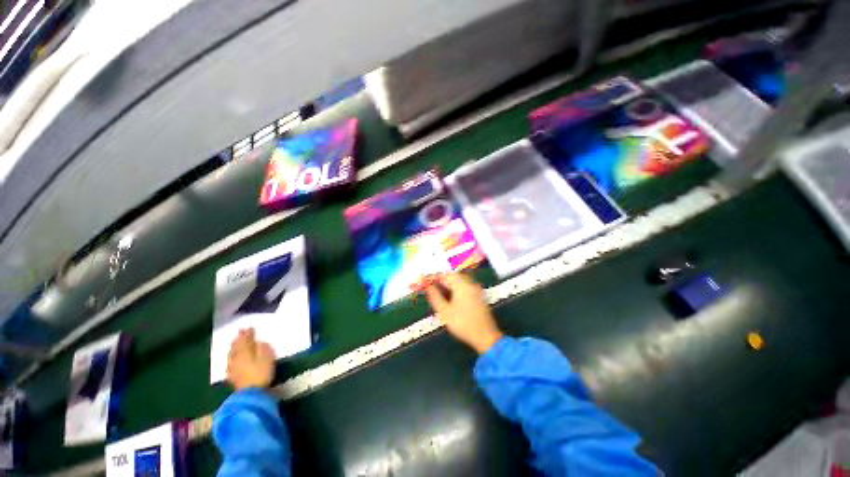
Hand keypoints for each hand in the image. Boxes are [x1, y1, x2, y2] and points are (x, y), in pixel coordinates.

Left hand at [226, 328, 275, 390]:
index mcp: (245, 352)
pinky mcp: (232, 376)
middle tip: (240, 331)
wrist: (250, 393)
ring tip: (235, 342)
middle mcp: (236, 358)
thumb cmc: (261, 373)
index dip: (248, 333)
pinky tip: (231, 359)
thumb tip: (257, 342)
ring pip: (231, 354)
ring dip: (233, 347)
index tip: (249, 327)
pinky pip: (229, 362)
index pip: (246, 340)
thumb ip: (262, 348)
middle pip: (236, 346)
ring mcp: (232, 367)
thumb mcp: (267, 357)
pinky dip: (231, 357)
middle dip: (238, 338)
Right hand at [425, 273, 503, 353]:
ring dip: (448, 285)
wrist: (486, 337)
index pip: (444, 275)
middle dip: (440, 281)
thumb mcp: (444, 311)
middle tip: (431, 288)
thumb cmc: (463, 324)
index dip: (433, 277)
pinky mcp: (479, 296)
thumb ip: (435, 296)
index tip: (424, 282)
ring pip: (459, 281)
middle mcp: (470, 283)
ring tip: (438, 294)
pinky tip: (450, 299)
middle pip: (452, 276)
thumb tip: (428, 286)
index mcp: (461, 284)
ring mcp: (476, 289)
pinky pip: (465, 287)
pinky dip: (456, 289)